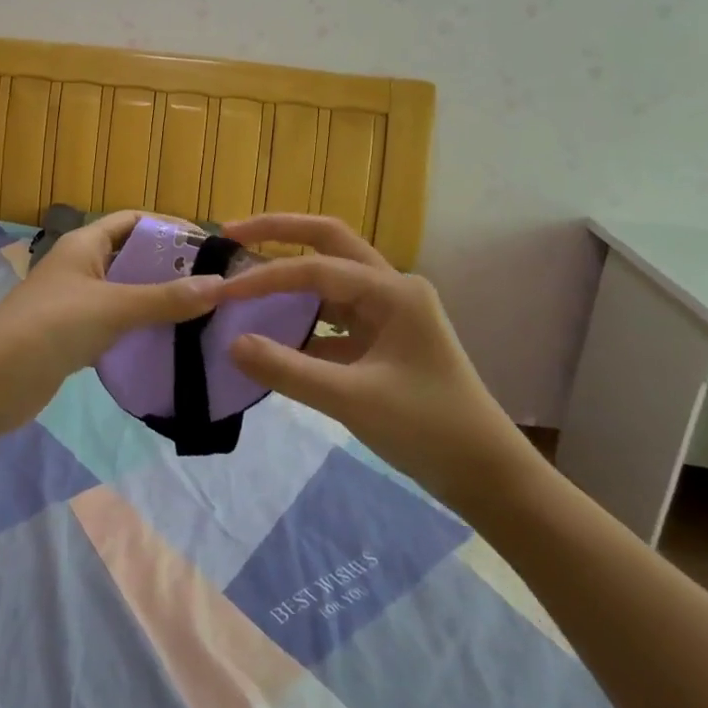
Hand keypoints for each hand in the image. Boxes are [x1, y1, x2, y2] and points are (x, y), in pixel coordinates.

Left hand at [0, 210, 225, 435]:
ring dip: (159, 300)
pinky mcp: (75, 335)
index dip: (169, 228)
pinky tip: (171, 342)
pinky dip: (142, 328)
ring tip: (204, 314)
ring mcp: (76, 301)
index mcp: (85, 243)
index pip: (133, 220)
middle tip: (216, 285)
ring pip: (127, 292)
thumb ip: (165, 298)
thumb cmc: (52, 326)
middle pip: (133, 256)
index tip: (210, 248)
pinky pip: (117, 323)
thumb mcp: (113, 307)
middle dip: (171, 268)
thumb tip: (221, 285)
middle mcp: (81, 265)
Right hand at [217, 214, 533, 508]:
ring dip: (288, 271)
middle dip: (278, 232)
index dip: (264, 277)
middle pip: (327, 241)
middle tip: (229, 234)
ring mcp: (388, 311)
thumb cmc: (427, 429)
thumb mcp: (351, 399)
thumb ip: (287, 369)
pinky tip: (270, 330)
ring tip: (242, 274)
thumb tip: (231, 343)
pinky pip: (333, 312)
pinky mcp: (381, 338)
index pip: (314, 269)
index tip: (221, 292)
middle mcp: (391, 288)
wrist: (486, 475)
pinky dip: (300, 315)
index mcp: (392, 291)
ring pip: (329, 275)